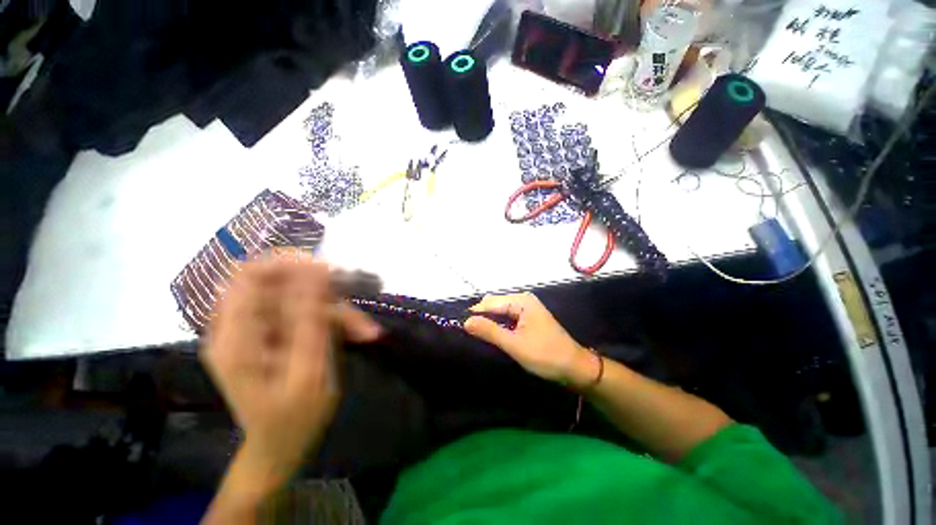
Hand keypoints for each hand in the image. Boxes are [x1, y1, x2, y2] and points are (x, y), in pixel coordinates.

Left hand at [202, 257, 381, 488]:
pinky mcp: (276, 331)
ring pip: (301, 297)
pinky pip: (307, 310)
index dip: (289, 263)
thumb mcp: (309, 372)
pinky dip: (334, 319)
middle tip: (354, 309)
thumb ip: (310, 320)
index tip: (329, 271)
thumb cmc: (294, 418)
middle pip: (281, 284)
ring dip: (336, 309)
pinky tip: (356, 333)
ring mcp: (258, 328)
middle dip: (324, 293)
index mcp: (234, 339)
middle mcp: (240, 326)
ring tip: (363, 331)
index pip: (249, 275)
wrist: (282, 444)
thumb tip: (316, 272)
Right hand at [464, 293, 596, 387]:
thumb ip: (489, 331)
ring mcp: (526, 309)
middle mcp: (523, 300)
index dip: (475, 314)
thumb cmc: (545, 355)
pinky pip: (507, 318)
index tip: (461, 328)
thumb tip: (466, 321)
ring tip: (478, 336)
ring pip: (500, 312)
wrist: (574, 368)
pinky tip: (493, 335)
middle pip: (494, 305)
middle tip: (470, 334)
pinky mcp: (528, 319)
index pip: (490, 303)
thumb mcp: (514, 344)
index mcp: (521, 301)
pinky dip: (499, 325)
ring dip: (490, 322)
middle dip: (482, 317)